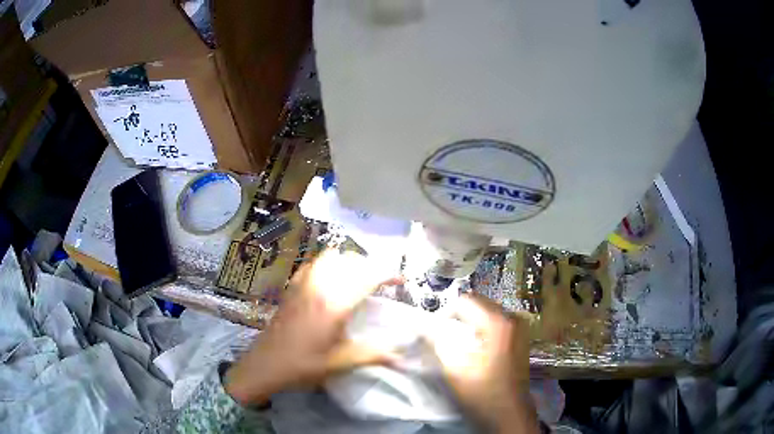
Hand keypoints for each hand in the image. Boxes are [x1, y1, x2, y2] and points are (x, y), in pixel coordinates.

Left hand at [225, 250, 400, 404]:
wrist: (264, 365)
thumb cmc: (302, 365)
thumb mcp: (339, 363)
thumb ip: (372, 355)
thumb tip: (402, 358)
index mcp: (334, 304)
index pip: (366, 277)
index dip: (387, 274)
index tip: (400, 282)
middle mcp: (319, 286)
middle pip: (349, 261)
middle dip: (370, 267)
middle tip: (381, 283)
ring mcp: (302, 284)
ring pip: (330, 257)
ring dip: (348, 262)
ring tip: (357, 278)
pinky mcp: (291, 288)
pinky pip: (312, 264)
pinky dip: (327, 264)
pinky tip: (329, 279)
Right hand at [427, 294, 538, 432]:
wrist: (510, 415)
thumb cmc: (483, 393)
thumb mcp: (454, 369)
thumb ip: (437, 342)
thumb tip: (421, 325)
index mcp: (498, 323)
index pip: (464, 302)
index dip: (444, 314)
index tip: (433, 333)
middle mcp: (512, 319)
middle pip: (478, 304)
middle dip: (457, 317)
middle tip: (443, 338)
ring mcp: (519, 329)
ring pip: (487, 313)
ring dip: (469, 324)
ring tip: (457, 345)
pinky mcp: (520, 339)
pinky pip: (496, 324)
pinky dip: (481, 330)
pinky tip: (475, 350)